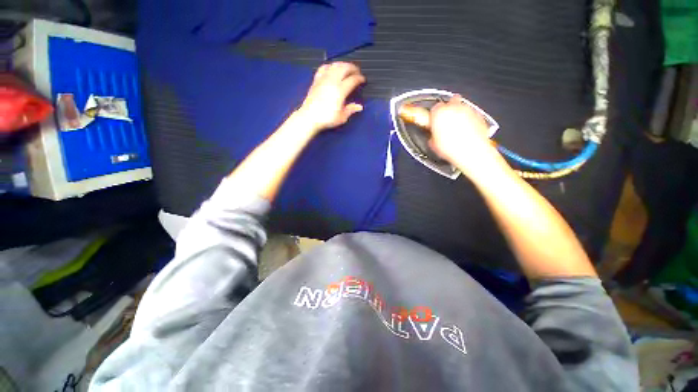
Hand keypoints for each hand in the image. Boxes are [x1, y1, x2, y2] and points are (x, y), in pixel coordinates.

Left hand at [297, 62, 365, 132]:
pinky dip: (330, 66)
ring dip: (343, 64)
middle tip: (357, 72)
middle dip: (353, 68)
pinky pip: (324, 67)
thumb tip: (359, 107)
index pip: (353, 79)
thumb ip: (351, 110)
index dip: (360, 78)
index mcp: (340, 90)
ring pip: (335, 65)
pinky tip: (332, 69)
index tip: (363, 80)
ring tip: (347, 69)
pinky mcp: (316, 80)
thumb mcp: (341, 117)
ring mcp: (323, 79)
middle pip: (345, 67)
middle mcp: (332, 81)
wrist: (309, 117)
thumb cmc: (327, 119)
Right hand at [429, 95, 506, 178]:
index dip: (434, 116)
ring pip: (462, 107)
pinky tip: (466, 131)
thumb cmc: (452, 148)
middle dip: (448, 110)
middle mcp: (454, 107)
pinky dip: (469, 120)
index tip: (434, 121)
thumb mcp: (433, 143)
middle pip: (450, 102)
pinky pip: (471, 114)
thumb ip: (433, 135)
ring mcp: (468, 110)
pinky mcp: (478, 115)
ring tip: (456, 128)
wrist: (471, 152)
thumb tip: (433, 136)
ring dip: (458, 114)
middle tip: (445, 121)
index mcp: (439, 113)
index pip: (434, 108)